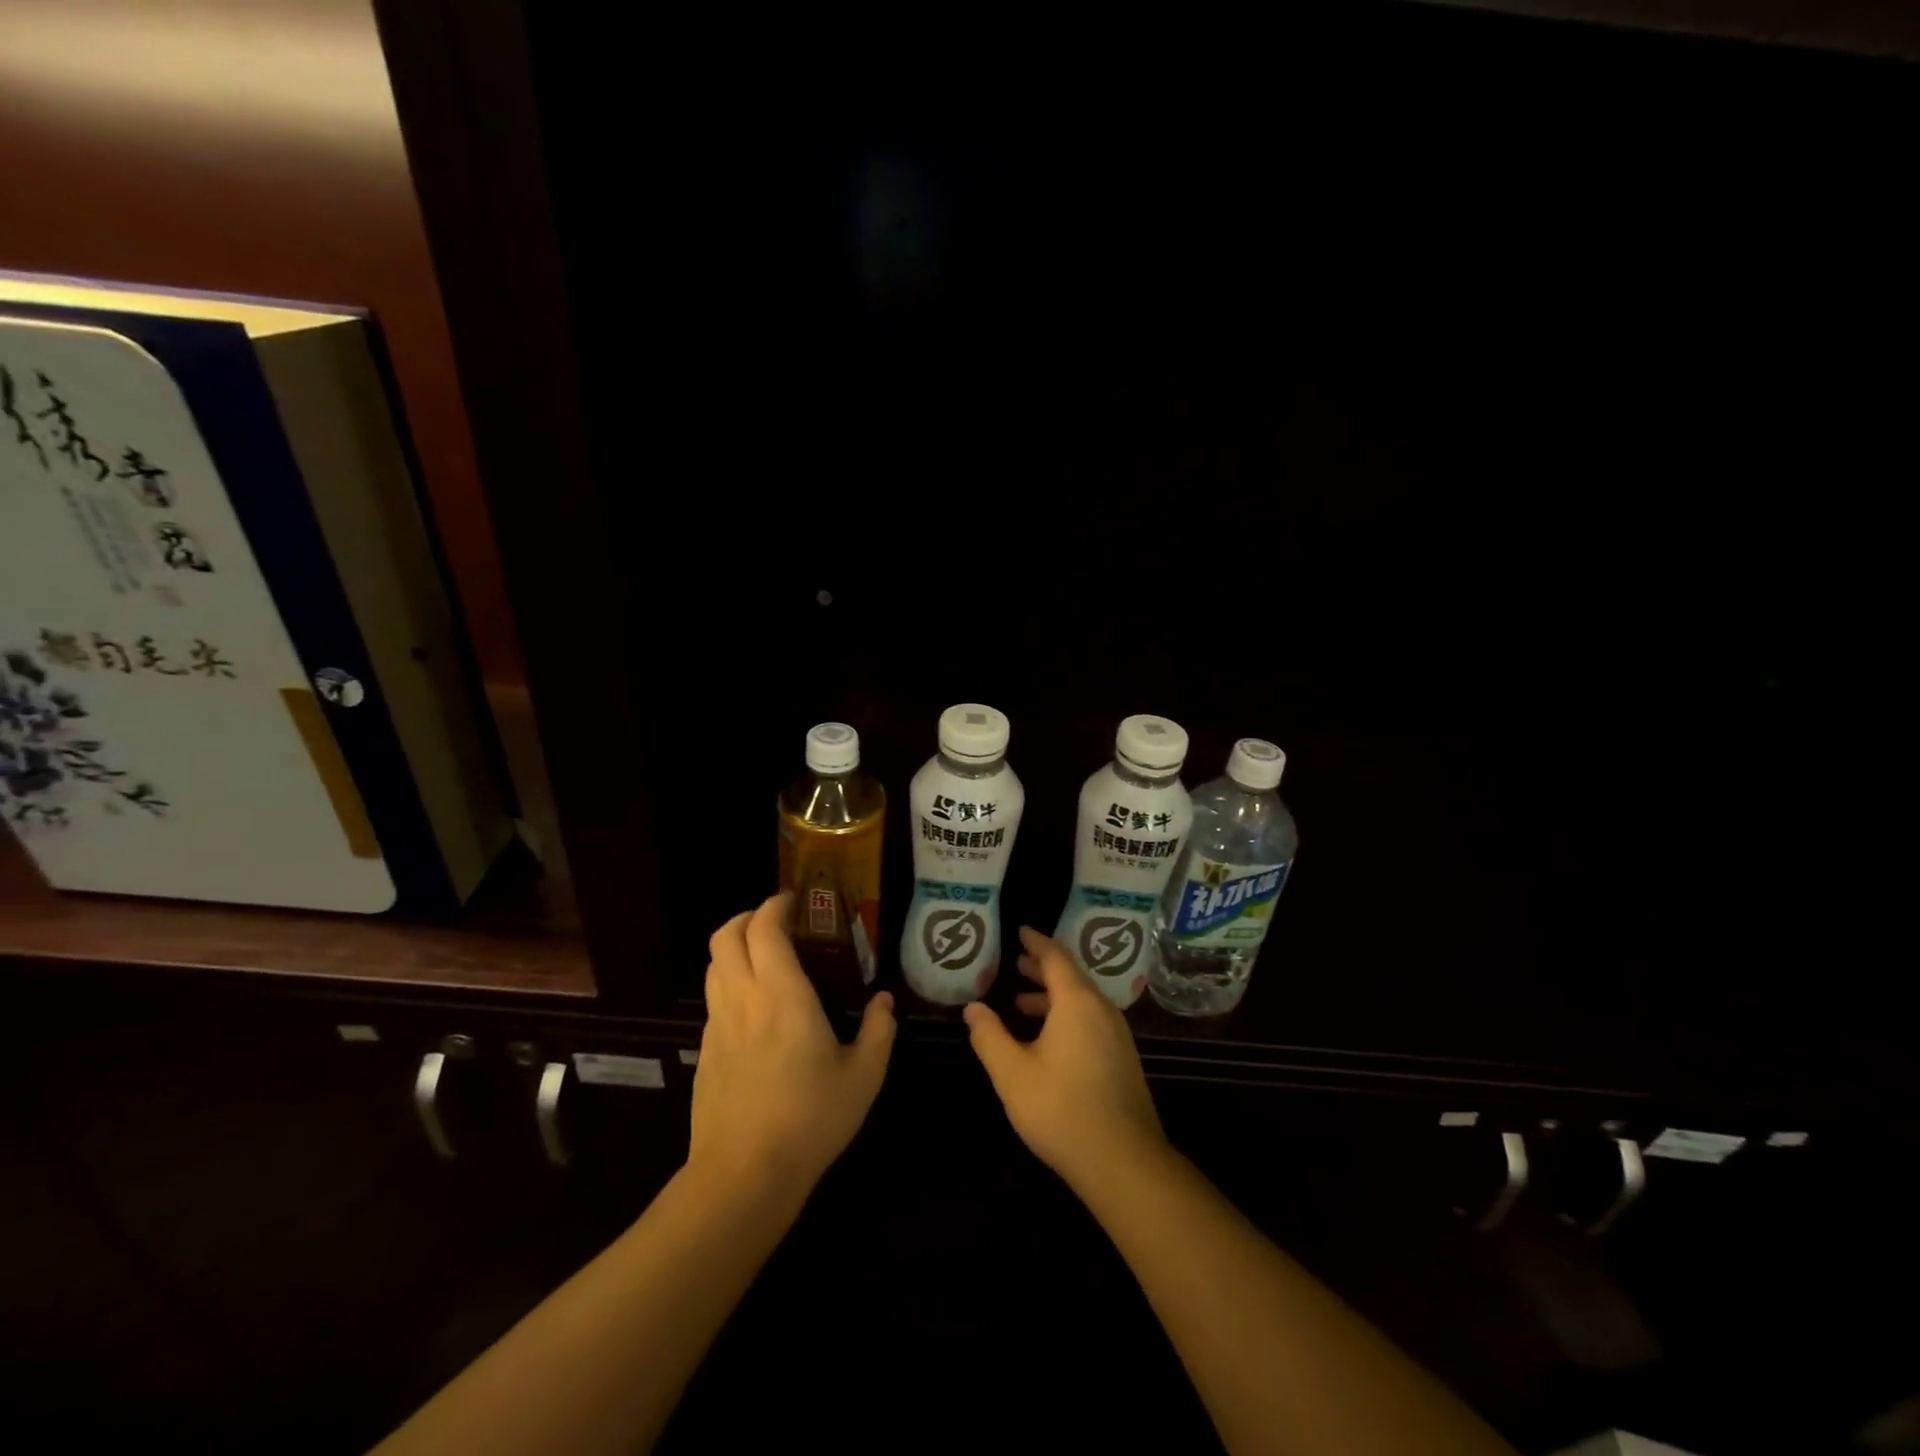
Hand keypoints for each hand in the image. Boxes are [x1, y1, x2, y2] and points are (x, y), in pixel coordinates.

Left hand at [691, 894, 895, 1198]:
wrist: (743, 1175)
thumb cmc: (810, 1119)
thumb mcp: (863, 1077)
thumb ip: (879, 1032)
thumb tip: (884, 1002)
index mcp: (783, 994)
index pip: (764, 929)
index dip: (774, 906)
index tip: (792, 900)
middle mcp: (744, 998)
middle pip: (725, 937)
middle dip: (747, 917)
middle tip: (774, 921)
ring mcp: (718, 1026)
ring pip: (713, 966)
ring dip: (734, 948)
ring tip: (762, 957)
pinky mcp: (705, 1053)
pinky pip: (713, 1000)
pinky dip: (729, 984)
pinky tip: (753, 1009)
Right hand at [963, 926, 1167, 1194]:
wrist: (1124, 1161)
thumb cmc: (1061, 1109)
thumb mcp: (1012, 1073)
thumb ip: (989, 1036)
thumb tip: (972, 1008)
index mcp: (1077, 1002)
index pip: (1055, 957)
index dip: (1036, 943)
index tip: (1020, 931)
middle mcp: (1102, 1009)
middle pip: (1071, 976)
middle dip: (1042, 968)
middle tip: (1016, 963)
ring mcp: (1117, 1035)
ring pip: (1082, 1001)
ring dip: (1053, 996)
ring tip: (1022, 1004)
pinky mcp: (1123, 1059)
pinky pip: (1092, 1020)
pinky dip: (1067, 1016)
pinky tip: (1049, 1040)